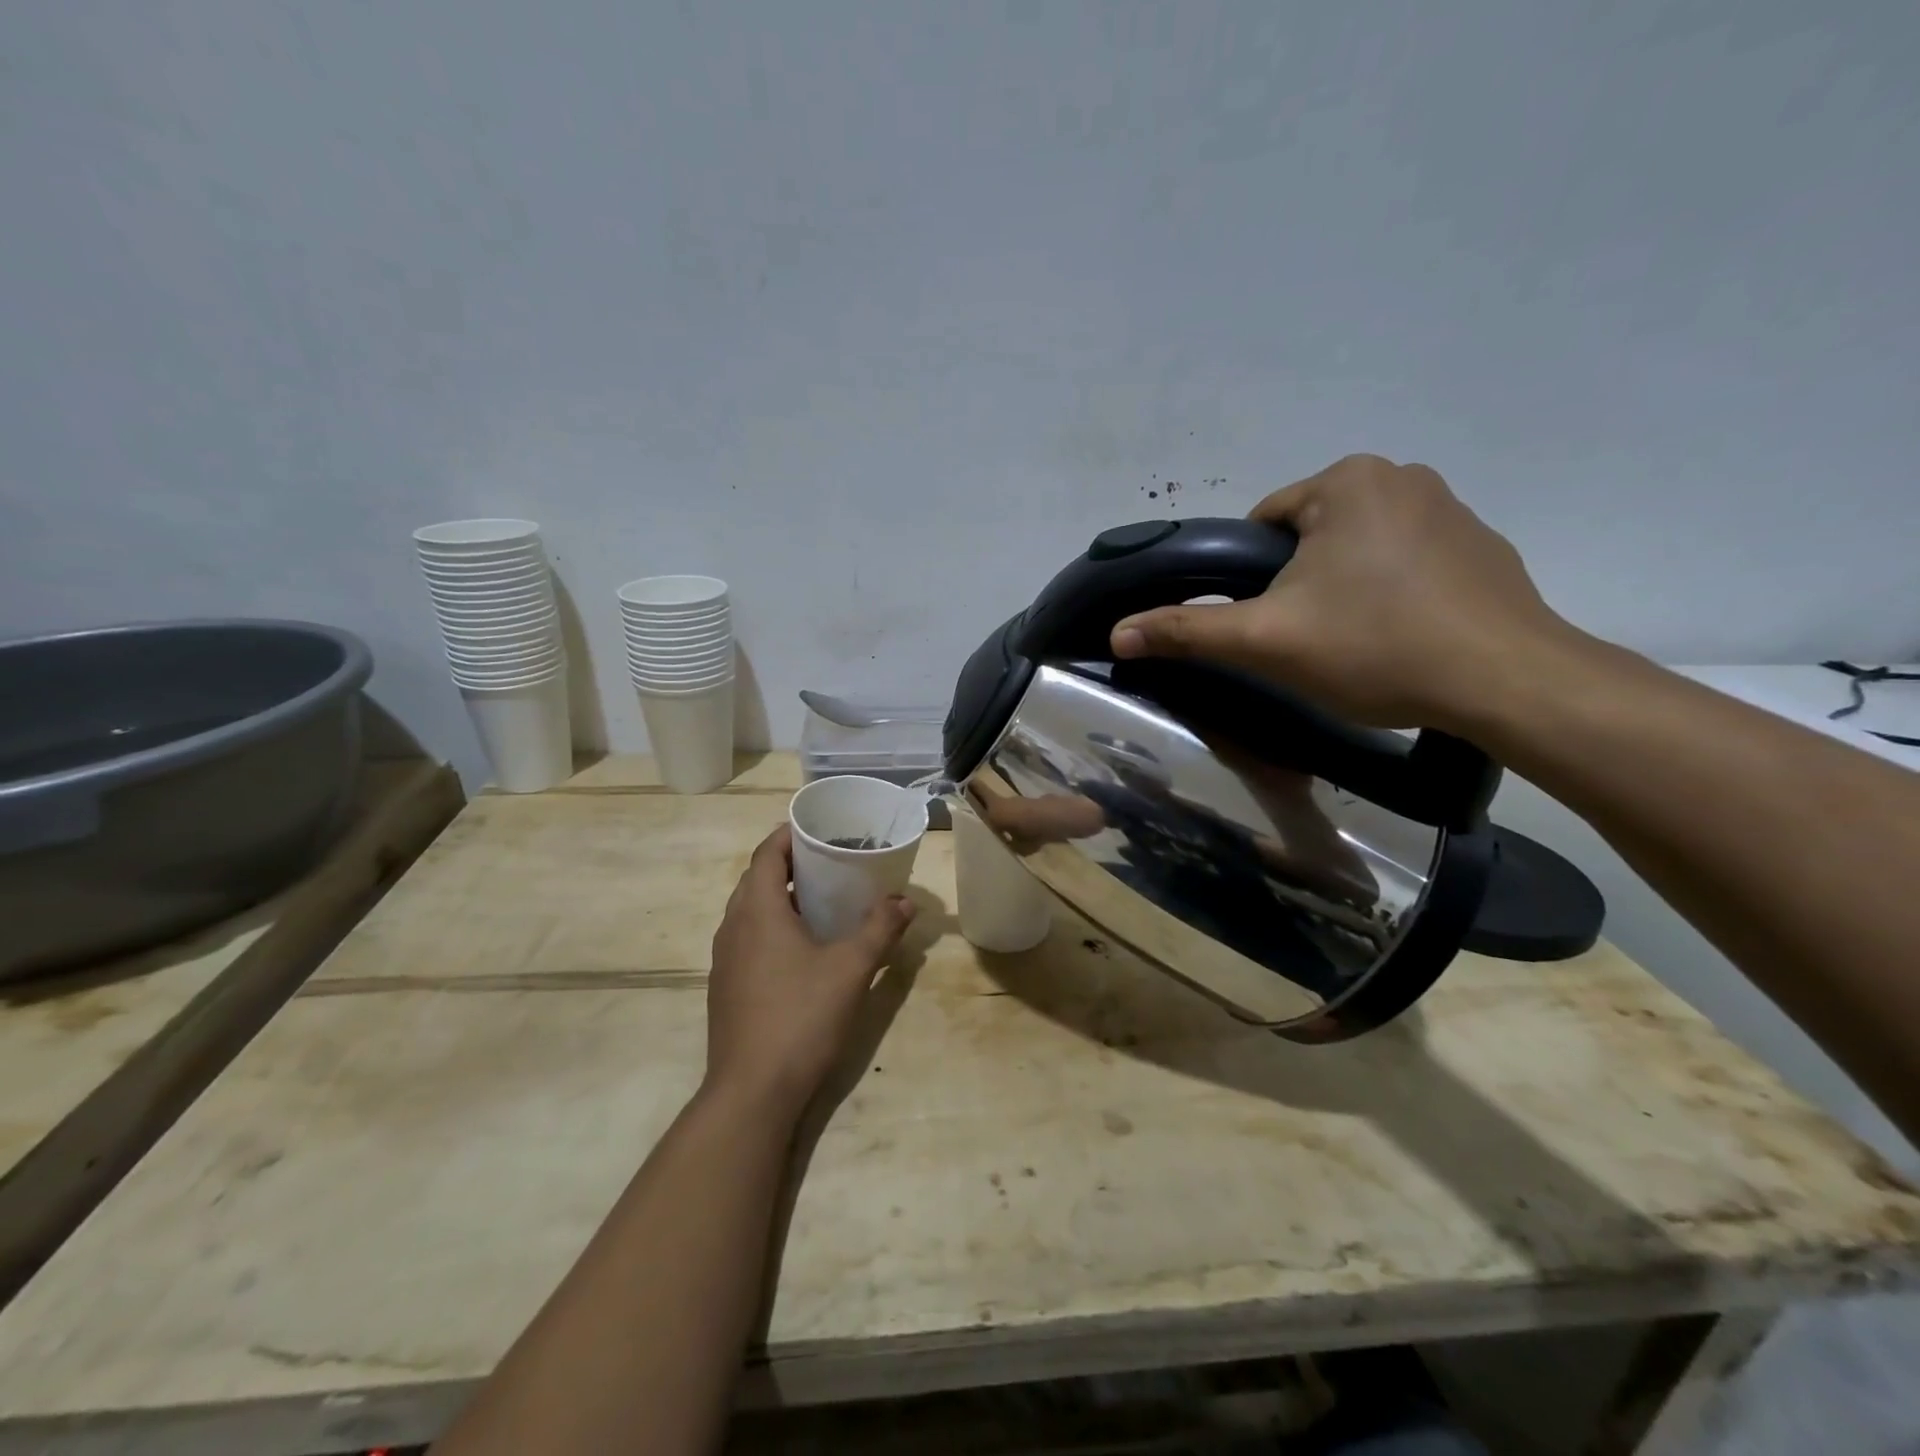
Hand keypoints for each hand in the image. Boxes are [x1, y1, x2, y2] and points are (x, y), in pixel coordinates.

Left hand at [704, 825, 914, 1117]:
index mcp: (757, 910)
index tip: (821, 829)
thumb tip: (905, 902)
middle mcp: (733, 927)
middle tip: (831, 861)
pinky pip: (749, 939)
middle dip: (791, 864)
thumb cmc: (801, 1017)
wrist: (752, 1092)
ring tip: (822, 899)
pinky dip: (773, 927)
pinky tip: (803, 948)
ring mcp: (725, 960)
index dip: (790, 834)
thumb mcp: (851, 969)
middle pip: (757, 878)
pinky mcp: (727, 987)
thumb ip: (880, 929)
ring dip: (781, 897)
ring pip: (751, 911)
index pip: (767, 853)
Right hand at [1110, 454, 1573, 730]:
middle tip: (1307, 640)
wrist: (1506, 682)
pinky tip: (1400, 638)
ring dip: (1343, 589)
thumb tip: (1117, 633)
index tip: (1267, 624)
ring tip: (1355, 644)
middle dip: (1298, 585)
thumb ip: (1187, 631)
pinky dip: (1391, 594)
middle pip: (1310, 537)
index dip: (1251, 580)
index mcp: (1346, 481)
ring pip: (1358, 551)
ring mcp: (1451, 508)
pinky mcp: (1484, 546)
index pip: (1264, 525)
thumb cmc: (1374, 646)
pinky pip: (1407, 563)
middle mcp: (1402, 476)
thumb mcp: (1266, 640)